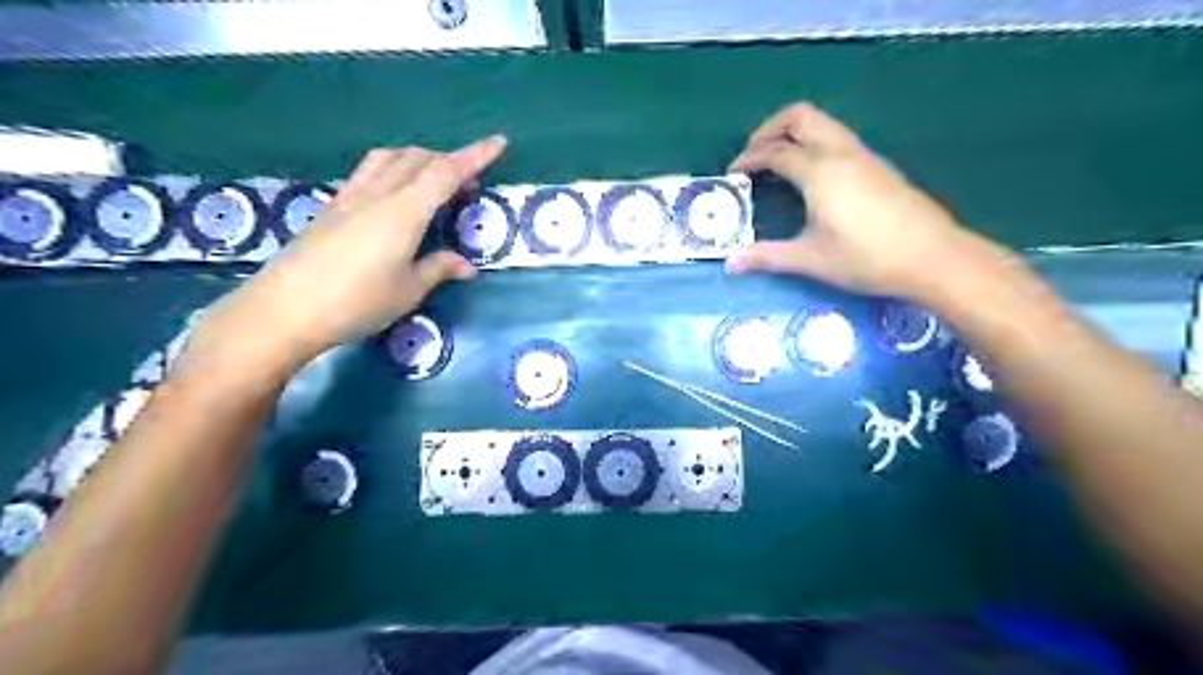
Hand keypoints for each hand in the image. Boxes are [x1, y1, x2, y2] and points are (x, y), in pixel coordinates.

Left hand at [185, 138, 505, 379]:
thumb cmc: (357, 302)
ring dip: (420, 160)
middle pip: (420, 159)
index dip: (475, 156)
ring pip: (391, 158)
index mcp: (405, 211)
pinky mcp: (334, 206)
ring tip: (434, 183)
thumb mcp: (408, 290)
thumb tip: (466, 265)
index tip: (499, 142)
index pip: (446, 173)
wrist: (286, 309)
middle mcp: (379, 193)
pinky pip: (370, 171)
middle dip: (451, 162)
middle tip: (469, 188)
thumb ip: (438, 269)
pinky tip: (396, 195)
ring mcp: (352, 196)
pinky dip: (394, 169)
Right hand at [722, 101, 986, 296]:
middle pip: (800, 116)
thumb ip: (768, 257)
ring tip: (777, 159)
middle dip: (770, 128)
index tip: (733, 174)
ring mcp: (863, 155)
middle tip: (753, 153)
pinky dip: (814, 141)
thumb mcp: (811, 260)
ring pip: (823, 122)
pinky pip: (837, 136)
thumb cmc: (867, 258)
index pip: (775, 152)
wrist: (932, 257)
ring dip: (794, 132)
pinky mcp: (877, 164)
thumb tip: (731, 264)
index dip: (749, 159)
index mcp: (820, 172)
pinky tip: (810, 173)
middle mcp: (840, 152)